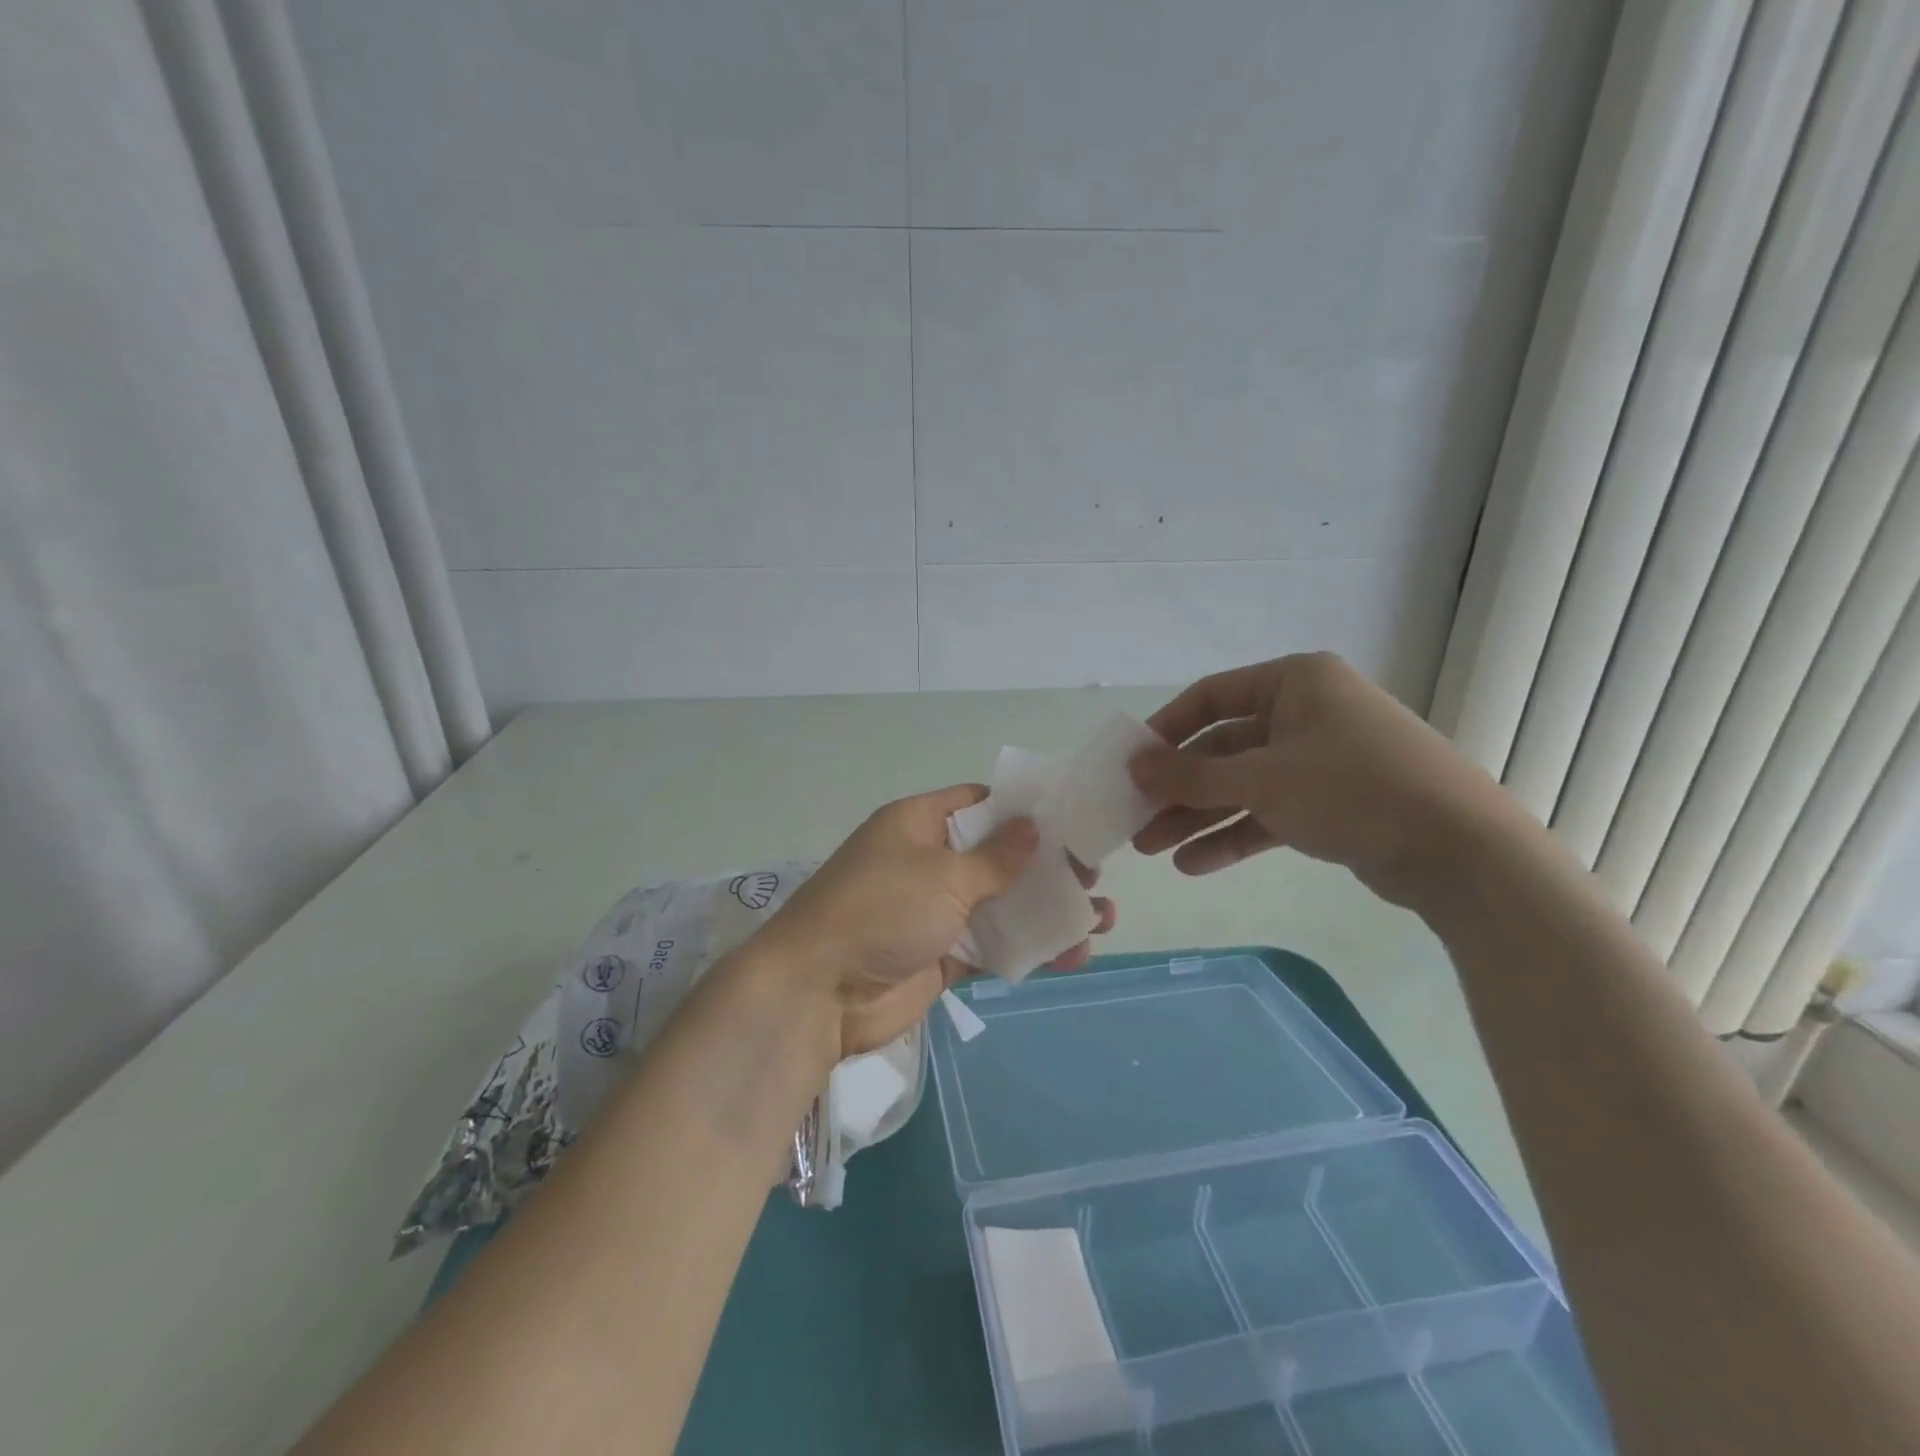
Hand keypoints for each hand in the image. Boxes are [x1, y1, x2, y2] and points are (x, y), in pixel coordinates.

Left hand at [761, 785, 1115, 1056]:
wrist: (818, 993)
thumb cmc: (880, 910)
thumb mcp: (942, 874)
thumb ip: (996, 857)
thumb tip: (1033, 826)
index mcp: (919, 824)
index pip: (978, 804)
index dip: (1023, 809)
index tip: (1072, 818)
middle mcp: (928, 862)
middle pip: (998, 856)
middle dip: (1047, 865)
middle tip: (1095, 873)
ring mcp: (936, 912)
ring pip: (1002, 904)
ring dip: (1048, 910)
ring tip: (1102, 917)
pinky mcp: (942, 956)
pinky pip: (994, 946)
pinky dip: (1030, 949)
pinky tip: (1074, 953)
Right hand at [1130, 652, 1511, 906]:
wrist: (1460, 851)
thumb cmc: (1353, 790)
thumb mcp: (1262, 779)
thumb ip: (1191, 776)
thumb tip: (1134, 767)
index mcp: (1294, 682)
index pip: (1210, 696)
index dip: (1166, 729)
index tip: (1132, 762)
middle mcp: (1306, 713)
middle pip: (1223, 747)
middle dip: (1179, 787)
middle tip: (1136, 818)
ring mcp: (1320, 760)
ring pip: (1243, 785)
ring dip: (1198, 816)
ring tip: (1153, 849)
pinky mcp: (1332, 803)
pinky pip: (1269, 813)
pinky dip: (1234, 835)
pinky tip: (1194, 864)